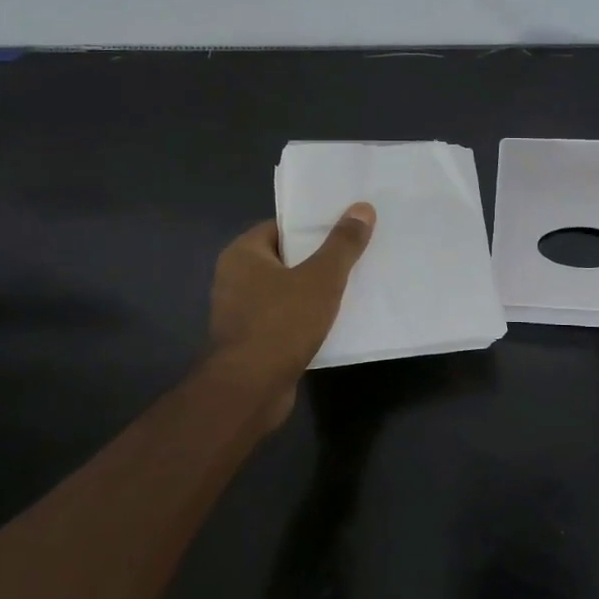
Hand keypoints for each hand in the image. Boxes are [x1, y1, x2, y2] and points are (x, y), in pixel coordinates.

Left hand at [208, 204, 375, 424]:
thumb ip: (342, 244)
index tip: (345, 226)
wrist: (250, 390)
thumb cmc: (281, 324)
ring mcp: (241, 312)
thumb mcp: (321, 278)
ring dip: (315, 290)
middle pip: (286, 257)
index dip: (313, 225)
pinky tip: (336, 320)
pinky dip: (307, 317)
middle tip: (357, 253)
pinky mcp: (252, 340)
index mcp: (243, 254)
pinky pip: (285, 318)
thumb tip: (362, 208)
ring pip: (287, 290)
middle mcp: (235, 278)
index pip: (282, 226)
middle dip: (319, 258)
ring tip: (354, 284)